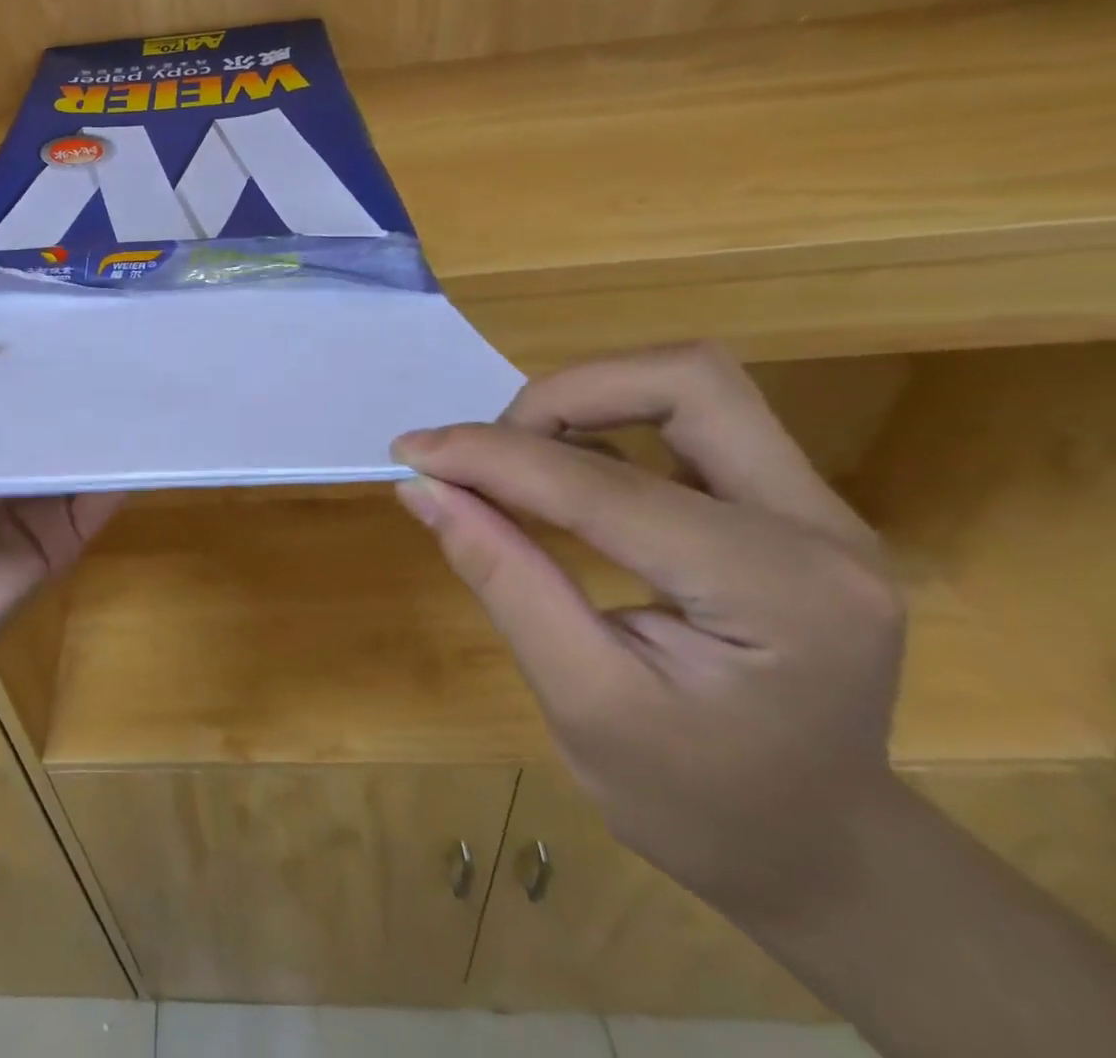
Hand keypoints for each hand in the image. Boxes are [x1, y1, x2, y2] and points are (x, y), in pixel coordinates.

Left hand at [0, 297, 122, 697]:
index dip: (24, 340)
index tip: (62, 300)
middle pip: (46, 409)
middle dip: (76, 374)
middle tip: (117, 327)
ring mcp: (33, 499)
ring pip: (79, 449)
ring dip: (108, 417)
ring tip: (143, 370)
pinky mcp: (58, 539)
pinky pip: (98, 500)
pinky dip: (123, 471)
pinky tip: (146, 435)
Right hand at [392, 343, 905, 921]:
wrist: (815, 849)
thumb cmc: (695, 800)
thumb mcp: (582, 700)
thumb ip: (504, 578)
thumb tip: (423, 488)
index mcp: (780, 594)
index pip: (606, 485)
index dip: (494, 456)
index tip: (412, 451)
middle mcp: (820, 528)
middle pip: (685, 382)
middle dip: (563, 396)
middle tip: (490, 453)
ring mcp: (815, 509)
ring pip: (689, 387)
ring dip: (585, 402)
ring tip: (517, 463)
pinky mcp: (788, 505)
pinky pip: (687, 422)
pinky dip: (605, 427)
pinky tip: (560, 479)